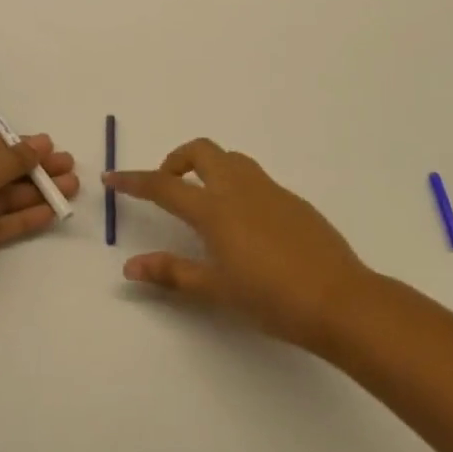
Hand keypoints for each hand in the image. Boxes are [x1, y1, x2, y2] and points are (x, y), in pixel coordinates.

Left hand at [0, 134, 78, 296]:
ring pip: (2, 199)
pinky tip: (50, 213)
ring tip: (70, 191)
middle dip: (36, 172)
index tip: (54, 150)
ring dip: (35, 194)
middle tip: (70, 170)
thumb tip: (43, 141)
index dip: (23, 148)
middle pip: (1, 173)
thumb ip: (15, 158)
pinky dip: (22, 218)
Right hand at [105, 138, 373, 351]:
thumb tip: (131, 267)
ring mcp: (270, 190)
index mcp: (215, 209)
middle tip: (168, 186)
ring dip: (209, 167)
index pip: (164, 185)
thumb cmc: (271, 299)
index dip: (134, 180)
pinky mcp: (293, 200)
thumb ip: (172, 273)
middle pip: (201, 151)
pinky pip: (255, 178)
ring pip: (231, 159)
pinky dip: (236, 184)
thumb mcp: (216, 290)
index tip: (112, 178)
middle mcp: (240, 188)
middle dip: (176, 160)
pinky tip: (244, 223)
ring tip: (204, 203)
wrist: (340, 300)